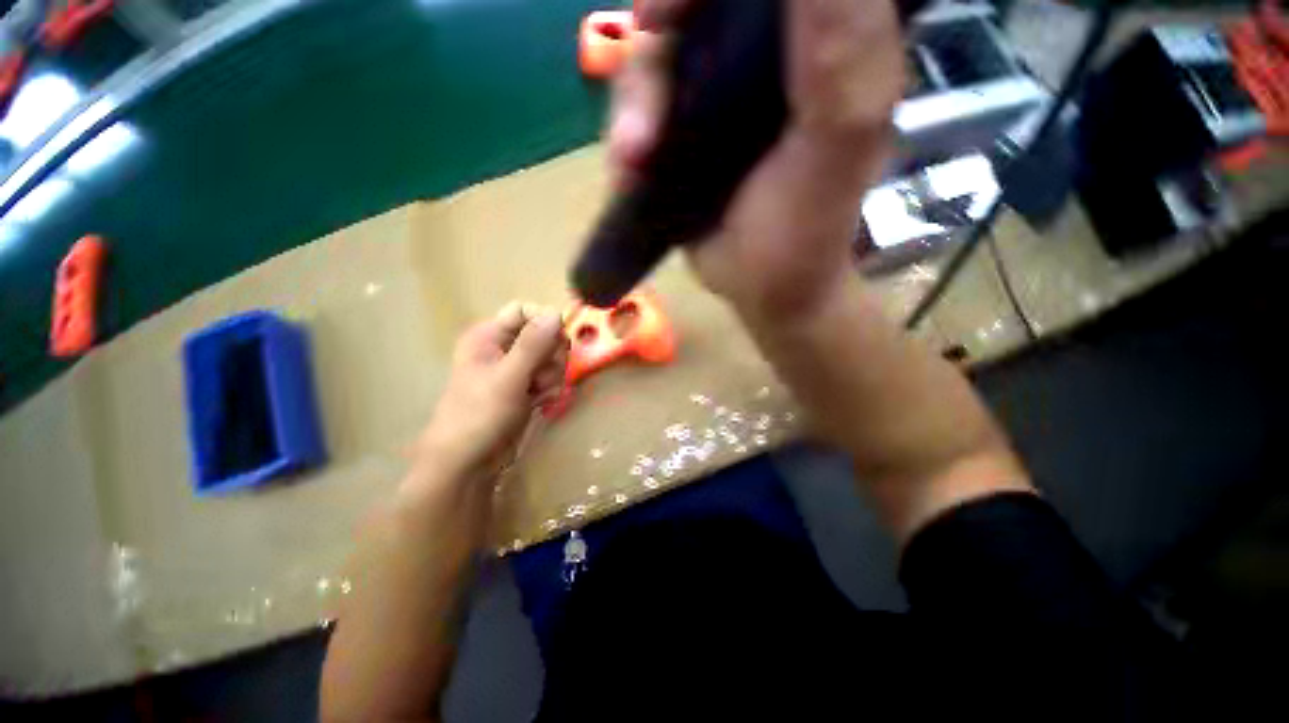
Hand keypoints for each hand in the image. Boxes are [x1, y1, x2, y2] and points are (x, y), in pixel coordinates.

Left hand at [415, 303, 567, 484]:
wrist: (469, 461)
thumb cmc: (479, 415)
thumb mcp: (508, 377)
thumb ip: (533, 345)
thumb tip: (555, 312)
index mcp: (489, 336)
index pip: (525, 311)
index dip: (544, 323)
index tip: (557, 342)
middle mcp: (504, 347)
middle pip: (544, 334)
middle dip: (551, 356)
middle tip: (542, 375)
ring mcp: (517, 368)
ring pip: (551, 357)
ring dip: (552, 375)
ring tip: (538, 393)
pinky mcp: (527, 387)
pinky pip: (550, 376)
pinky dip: (550, 389)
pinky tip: (541, 403)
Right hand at [610, 0, 904, 319]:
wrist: (762, 288)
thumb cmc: (806, 227)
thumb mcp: (839, 135)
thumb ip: (841, 45)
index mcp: (816, 39)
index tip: (678, 16)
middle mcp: (763, 52)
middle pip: (690, 7)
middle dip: (656, 38)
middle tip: (650, 107)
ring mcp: (713, 93)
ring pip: (652, 53)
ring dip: (632, 102)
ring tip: (636, 159)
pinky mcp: (681, 132)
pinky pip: (634, 107)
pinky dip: (623, 135)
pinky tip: (630, 171)